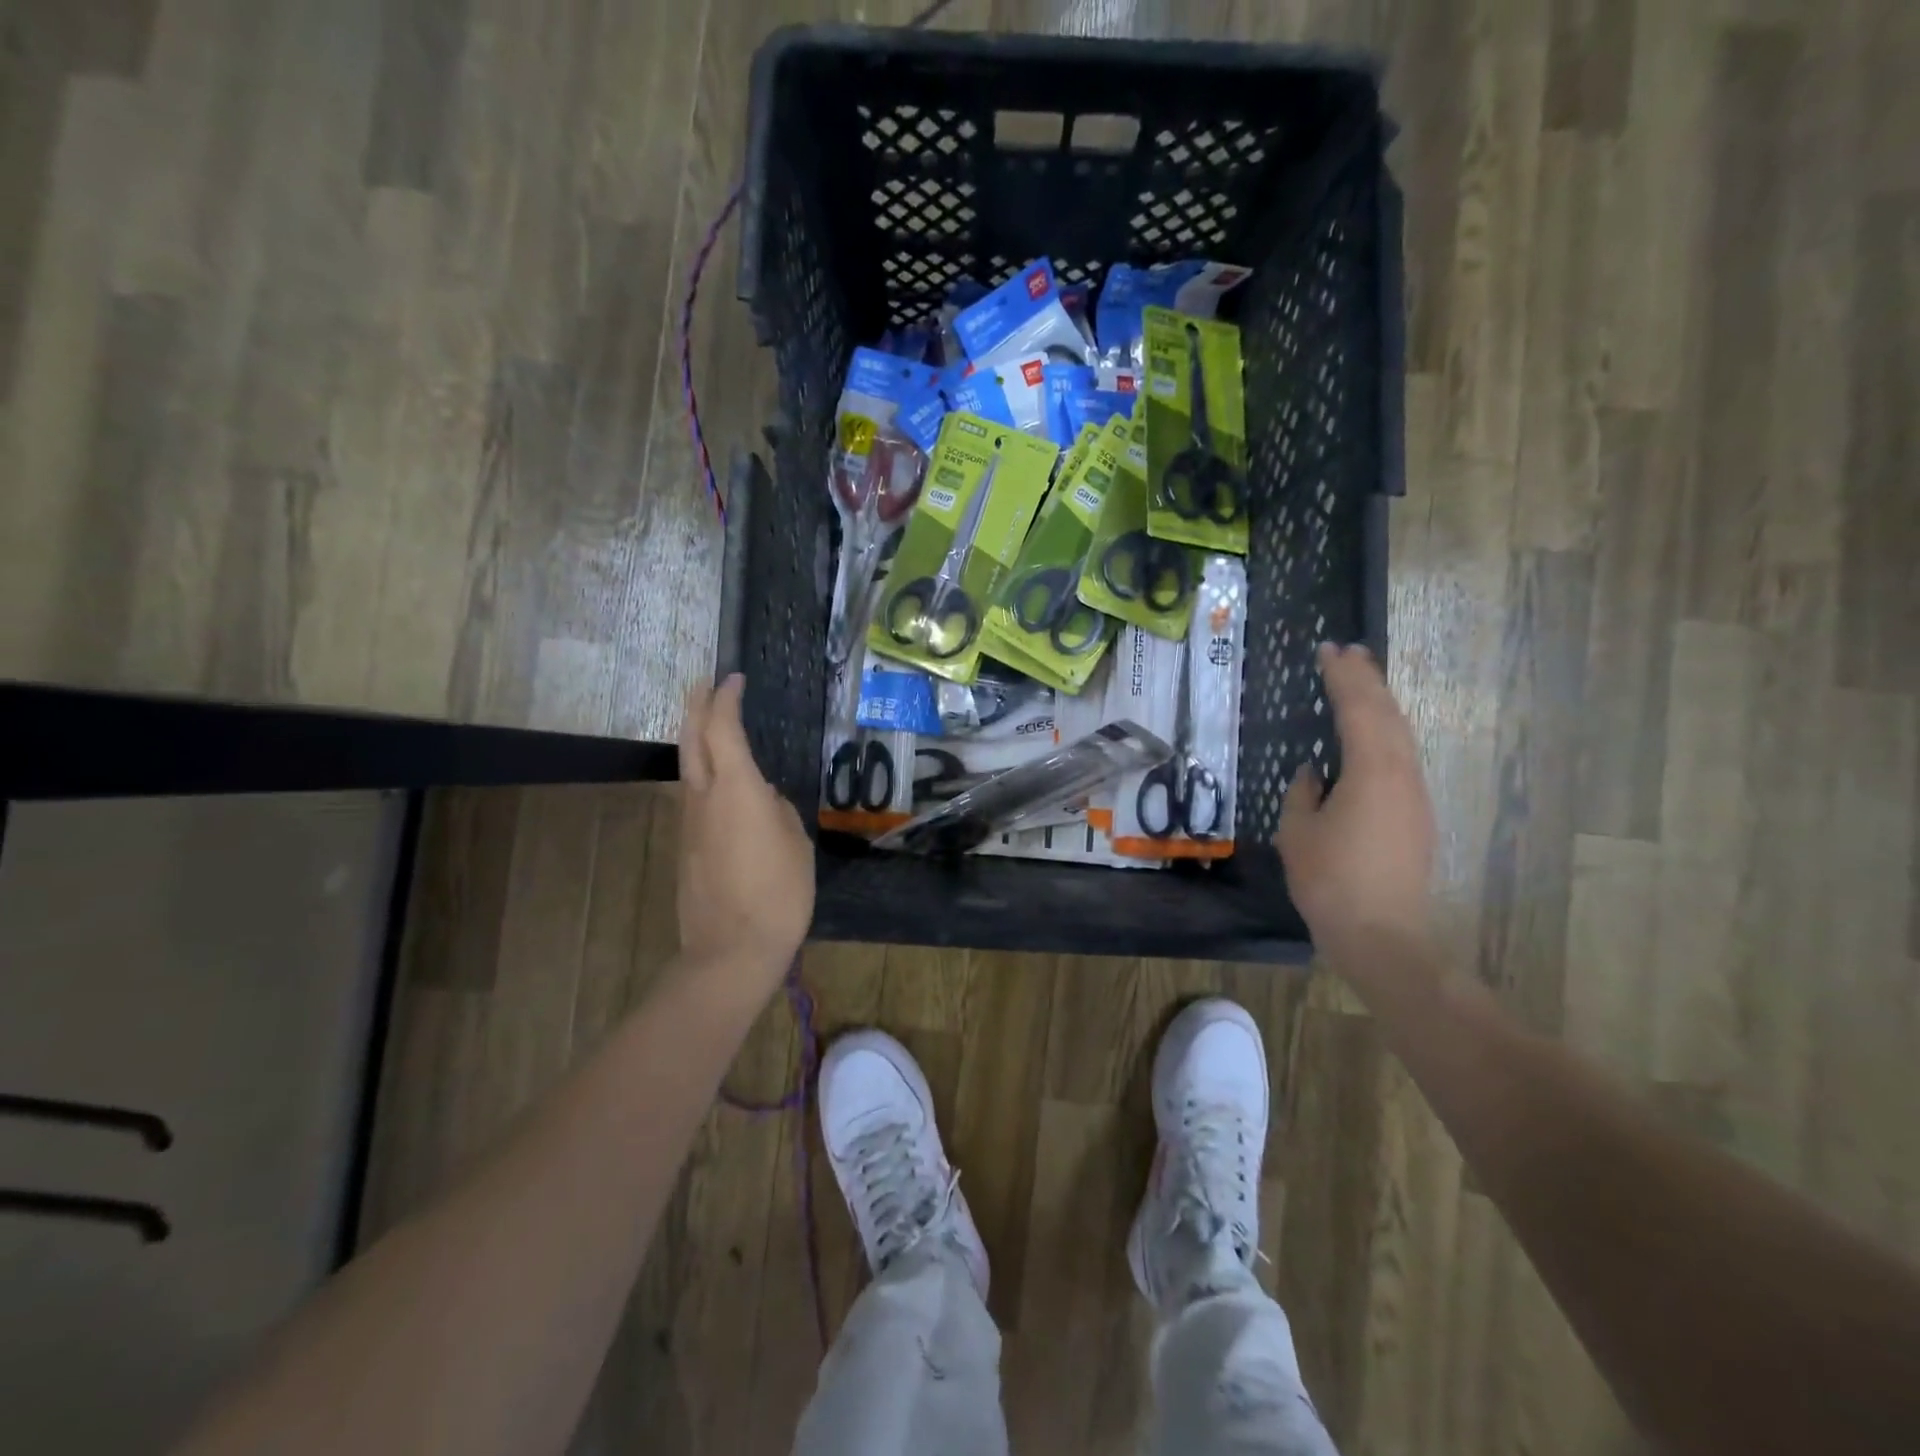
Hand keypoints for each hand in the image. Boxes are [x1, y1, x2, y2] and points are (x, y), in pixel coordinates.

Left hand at [676, 675, 814, 991]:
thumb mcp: (795, 844)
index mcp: (737, 789)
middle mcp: (704, 796)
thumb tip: (762, 799)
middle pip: (691, 738)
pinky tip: (721, 781)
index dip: (726, 698)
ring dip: (696, 737)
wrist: (731, 950)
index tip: (734, 678)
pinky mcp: (685, 845)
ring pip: (687, 766)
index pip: (723, 728)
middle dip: (697, 705)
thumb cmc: (778, 893)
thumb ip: (777, 811)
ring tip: (712, 723)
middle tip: (706, 684)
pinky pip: (692, 795)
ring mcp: (689, 822)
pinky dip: (702, 772)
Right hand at [1276, 643, 1436, 960]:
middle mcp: (1402, 774)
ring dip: (1380, 704)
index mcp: (1371, 771)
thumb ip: (1304, 794)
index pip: (1358, 709)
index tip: (1329, 650)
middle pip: (1388, 714)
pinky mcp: (1416, 816)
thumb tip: (1315, 773)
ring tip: (1361, 682)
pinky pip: (1401, 758)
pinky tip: (1369, 737)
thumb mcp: (1299, 832)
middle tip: (1350, 653)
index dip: (1343, 677)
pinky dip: (1385, 733)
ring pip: (1401, 735)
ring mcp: (1414, 796)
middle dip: (1368, 680)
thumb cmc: (1331, 881)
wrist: (1383, 935)